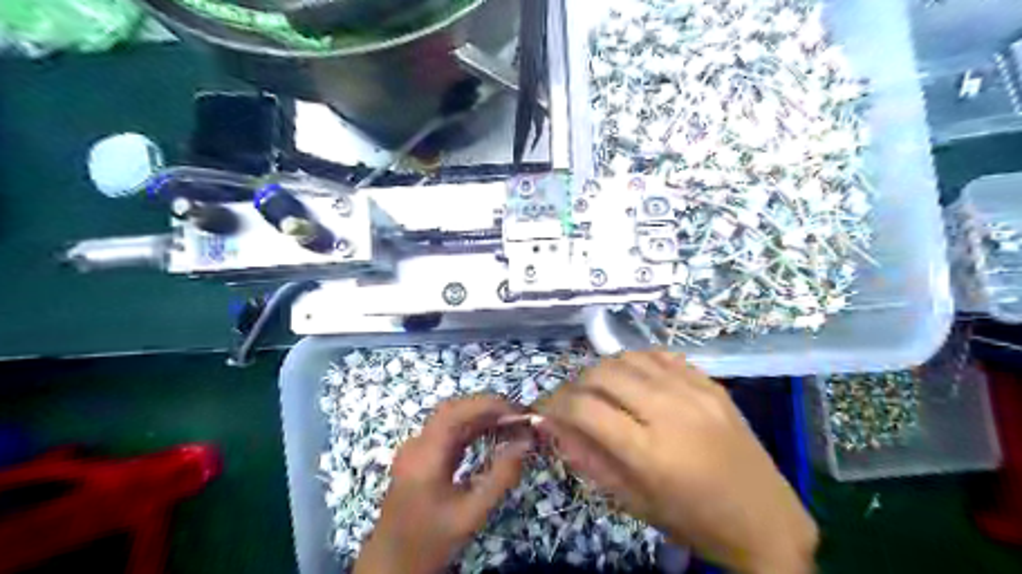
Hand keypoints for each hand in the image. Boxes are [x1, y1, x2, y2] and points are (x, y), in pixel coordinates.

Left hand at [356, 394, 530, 573]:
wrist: (392, 563)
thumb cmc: (431, 540)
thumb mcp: (472, 513)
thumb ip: (500, 477)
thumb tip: (526, 444)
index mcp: (425, 455)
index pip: (456, 412)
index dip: (488, 405)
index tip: (517, 411)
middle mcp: (417, 444)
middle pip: (453, 410)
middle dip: (487, 407)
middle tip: (518, 416)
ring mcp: (416, 449)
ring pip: (450, 418)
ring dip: (480, 416)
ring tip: (511, 423)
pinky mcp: (420, 456)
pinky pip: (447, 432)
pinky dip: (471, 428)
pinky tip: (491, 435)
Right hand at [538, 351, 820, 573]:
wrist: (766, 519)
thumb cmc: (694, 520)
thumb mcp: (634, 502)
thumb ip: (589, 460)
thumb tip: (554, 427)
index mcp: (651, 453)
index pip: (585, 410)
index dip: (555, 405)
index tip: (545, 409)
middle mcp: (671, 412)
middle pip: (603, 374)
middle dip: (575, 384)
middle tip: (572, 401)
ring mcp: (695, 392)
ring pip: (629, 357)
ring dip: (604, 369)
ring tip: (601, 389)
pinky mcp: (711, 384)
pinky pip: (661, 356)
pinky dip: (637, 363)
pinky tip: (634, 379)